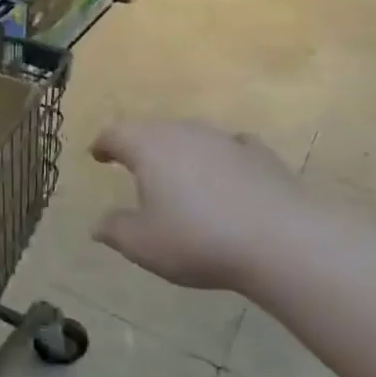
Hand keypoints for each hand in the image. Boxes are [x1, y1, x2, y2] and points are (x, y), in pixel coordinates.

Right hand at [91, 120, 297, 291]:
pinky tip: (227, 173)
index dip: (103, 144)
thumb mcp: (144, 245)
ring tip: (179, 177)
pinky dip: (221, 158)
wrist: (279, 239)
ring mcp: (223, 139)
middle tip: (134, 167)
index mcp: (148, 147)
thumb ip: (116, 231)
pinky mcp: (258, 153)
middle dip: (141, 147)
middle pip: (153, 131)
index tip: (97, 153)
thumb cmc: (198, 239)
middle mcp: (183, 132)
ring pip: (191, 137)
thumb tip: (97, 225)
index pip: (116, 134)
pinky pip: (230, 148)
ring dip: (181, 152)